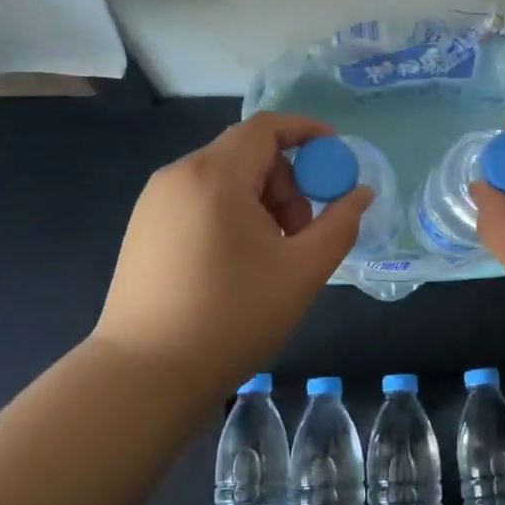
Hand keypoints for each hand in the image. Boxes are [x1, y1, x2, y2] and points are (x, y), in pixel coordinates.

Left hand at [91, 114, 370, 385]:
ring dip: (259, 200)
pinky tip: (235, 262)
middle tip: (299, 230)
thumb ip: (340, 224)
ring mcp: (154, 202)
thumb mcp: (302, 271)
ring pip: (223, 177)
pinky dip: (229, 212)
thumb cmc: (232, 318)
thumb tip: (361, 193)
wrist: (145, 376)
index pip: (265, 128)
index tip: (334, 156)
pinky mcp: (143, 227)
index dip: (306, 132)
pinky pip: (199, 198)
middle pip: (246, 152)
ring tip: (269, 254)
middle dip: (285, 181)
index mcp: (215, 176)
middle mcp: (178, 175)